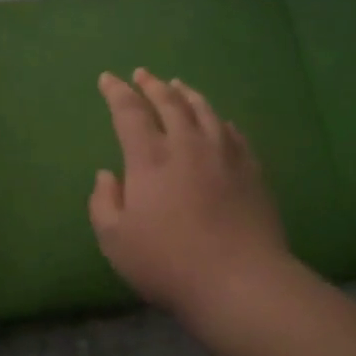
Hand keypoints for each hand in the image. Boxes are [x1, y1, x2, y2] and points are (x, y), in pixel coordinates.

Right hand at [89, 69, 291, 321]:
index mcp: (150, 158)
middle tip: (142, 74)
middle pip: (169, 102)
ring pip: (204, 110)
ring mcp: (224, 155)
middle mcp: (187, 145)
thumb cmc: (168, 262)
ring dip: (186, 94)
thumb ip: (104, 202)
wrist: (240, 281)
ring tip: (177, 85)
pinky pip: (232, 132)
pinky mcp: (252, 170)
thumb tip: (108, 175)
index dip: (116, 92)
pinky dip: (218, 120)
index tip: (108, 79)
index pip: (129, 112)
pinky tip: (217, 121)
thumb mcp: (115, 240)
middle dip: (152, 85)